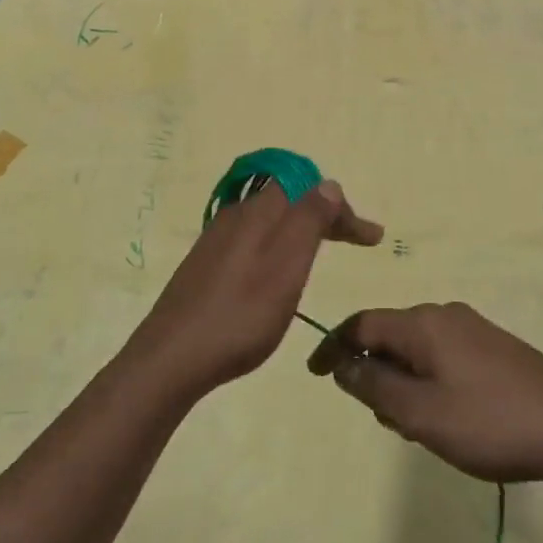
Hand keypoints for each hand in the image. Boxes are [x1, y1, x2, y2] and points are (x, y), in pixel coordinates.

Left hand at [132, 180, 382, 397]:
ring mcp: (216, 241)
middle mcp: (236, 217)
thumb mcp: (286, 267)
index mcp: (258, 212)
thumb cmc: (240, 315)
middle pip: (289, 200)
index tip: (372, 238)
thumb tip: (328, 183)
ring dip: (302, 230)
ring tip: (322, 253)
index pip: (308, 188)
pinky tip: (278, 273)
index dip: (342, 207)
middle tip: (356, 240)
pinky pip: (252, 240)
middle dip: (326, 215)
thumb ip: (308, 220)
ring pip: (269, 220)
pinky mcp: (205, 266)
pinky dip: (278, 246)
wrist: (171, 359)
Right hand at [307, 303, 542, 483]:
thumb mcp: (420, 412)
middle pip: (390, 333)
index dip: (333, 346)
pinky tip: (445, 414)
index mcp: (423, 323)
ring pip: (417, 347)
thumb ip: (374, 385)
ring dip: (403, 379)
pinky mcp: (494, 347)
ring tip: (415, 424)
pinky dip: (428, 379)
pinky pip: (443, 355)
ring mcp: (473, 328)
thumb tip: (342, 362)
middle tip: (381, 416)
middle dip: (374, 369)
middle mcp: (445, 314)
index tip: (315, 375)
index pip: (362, 323)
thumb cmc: (488, 422)